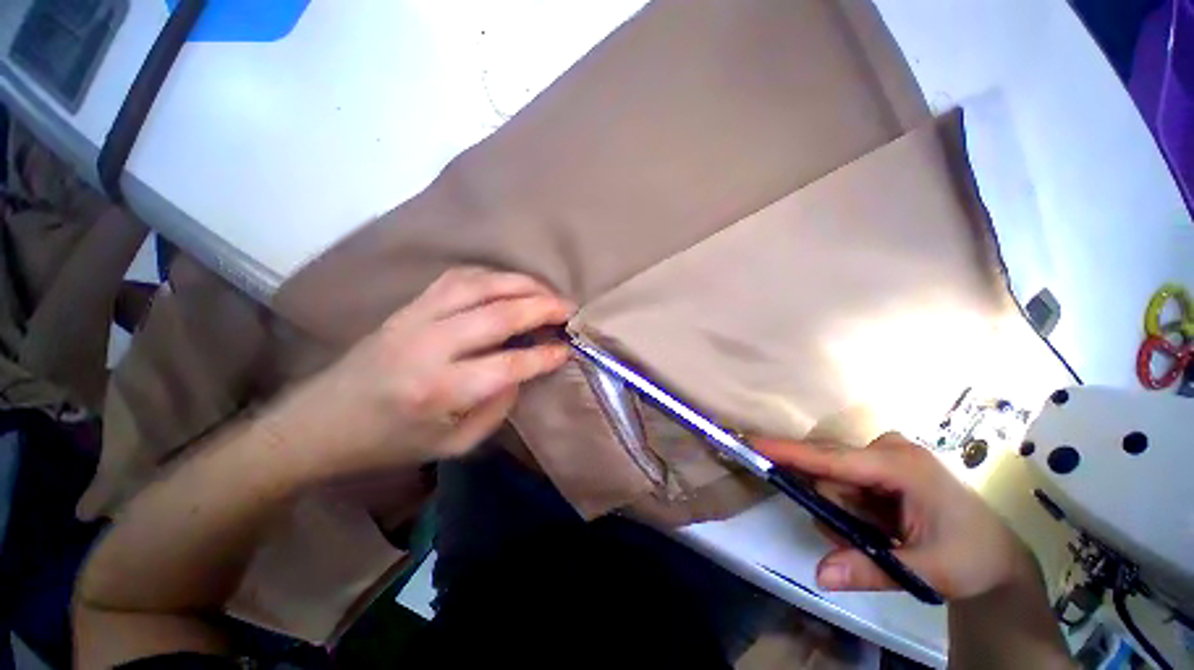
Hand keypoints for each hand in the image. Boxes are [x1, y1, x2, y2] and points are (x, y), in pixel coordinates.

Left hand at [269, 267, 571, 480]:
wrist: (321, 422)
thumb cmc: (391, 442)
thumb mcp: (453, 445)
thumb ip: (497, 409)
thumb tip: (524, 372)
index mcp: (439, 391)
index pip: (509, 364)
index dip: (545, 355)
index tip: (567, 348)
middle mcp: (428, 346)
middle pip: (498, 314)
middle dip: (542, 307)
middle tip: (570, 309)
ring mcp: (415, 318)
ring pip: (479, 285)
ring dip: (520, 284)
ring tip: (547, 291)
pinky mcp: (408, 306)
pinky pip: (457, 278)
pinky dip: (492, 276)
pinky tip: (510, 284)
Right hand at [755, 433, 1037, 601]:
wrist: (998, 554)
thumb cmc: (971, 558)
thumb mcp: (927, 572)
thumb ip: (872, 570)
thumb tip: (820, 574)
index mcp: (900, 466)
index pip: (831, 458)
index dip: (788, 452)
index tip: (751, 445)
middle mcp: (887, 450)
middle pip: (829, 470)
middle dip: (836, 507)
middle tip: (871, 536)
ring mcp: (884, 454)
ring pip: (834, 480)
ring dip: (845, 512)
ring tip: (884, 536)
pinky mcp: (881, 464)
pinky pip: (844, 483)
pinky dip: (851, 508)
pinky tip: (880, 525)